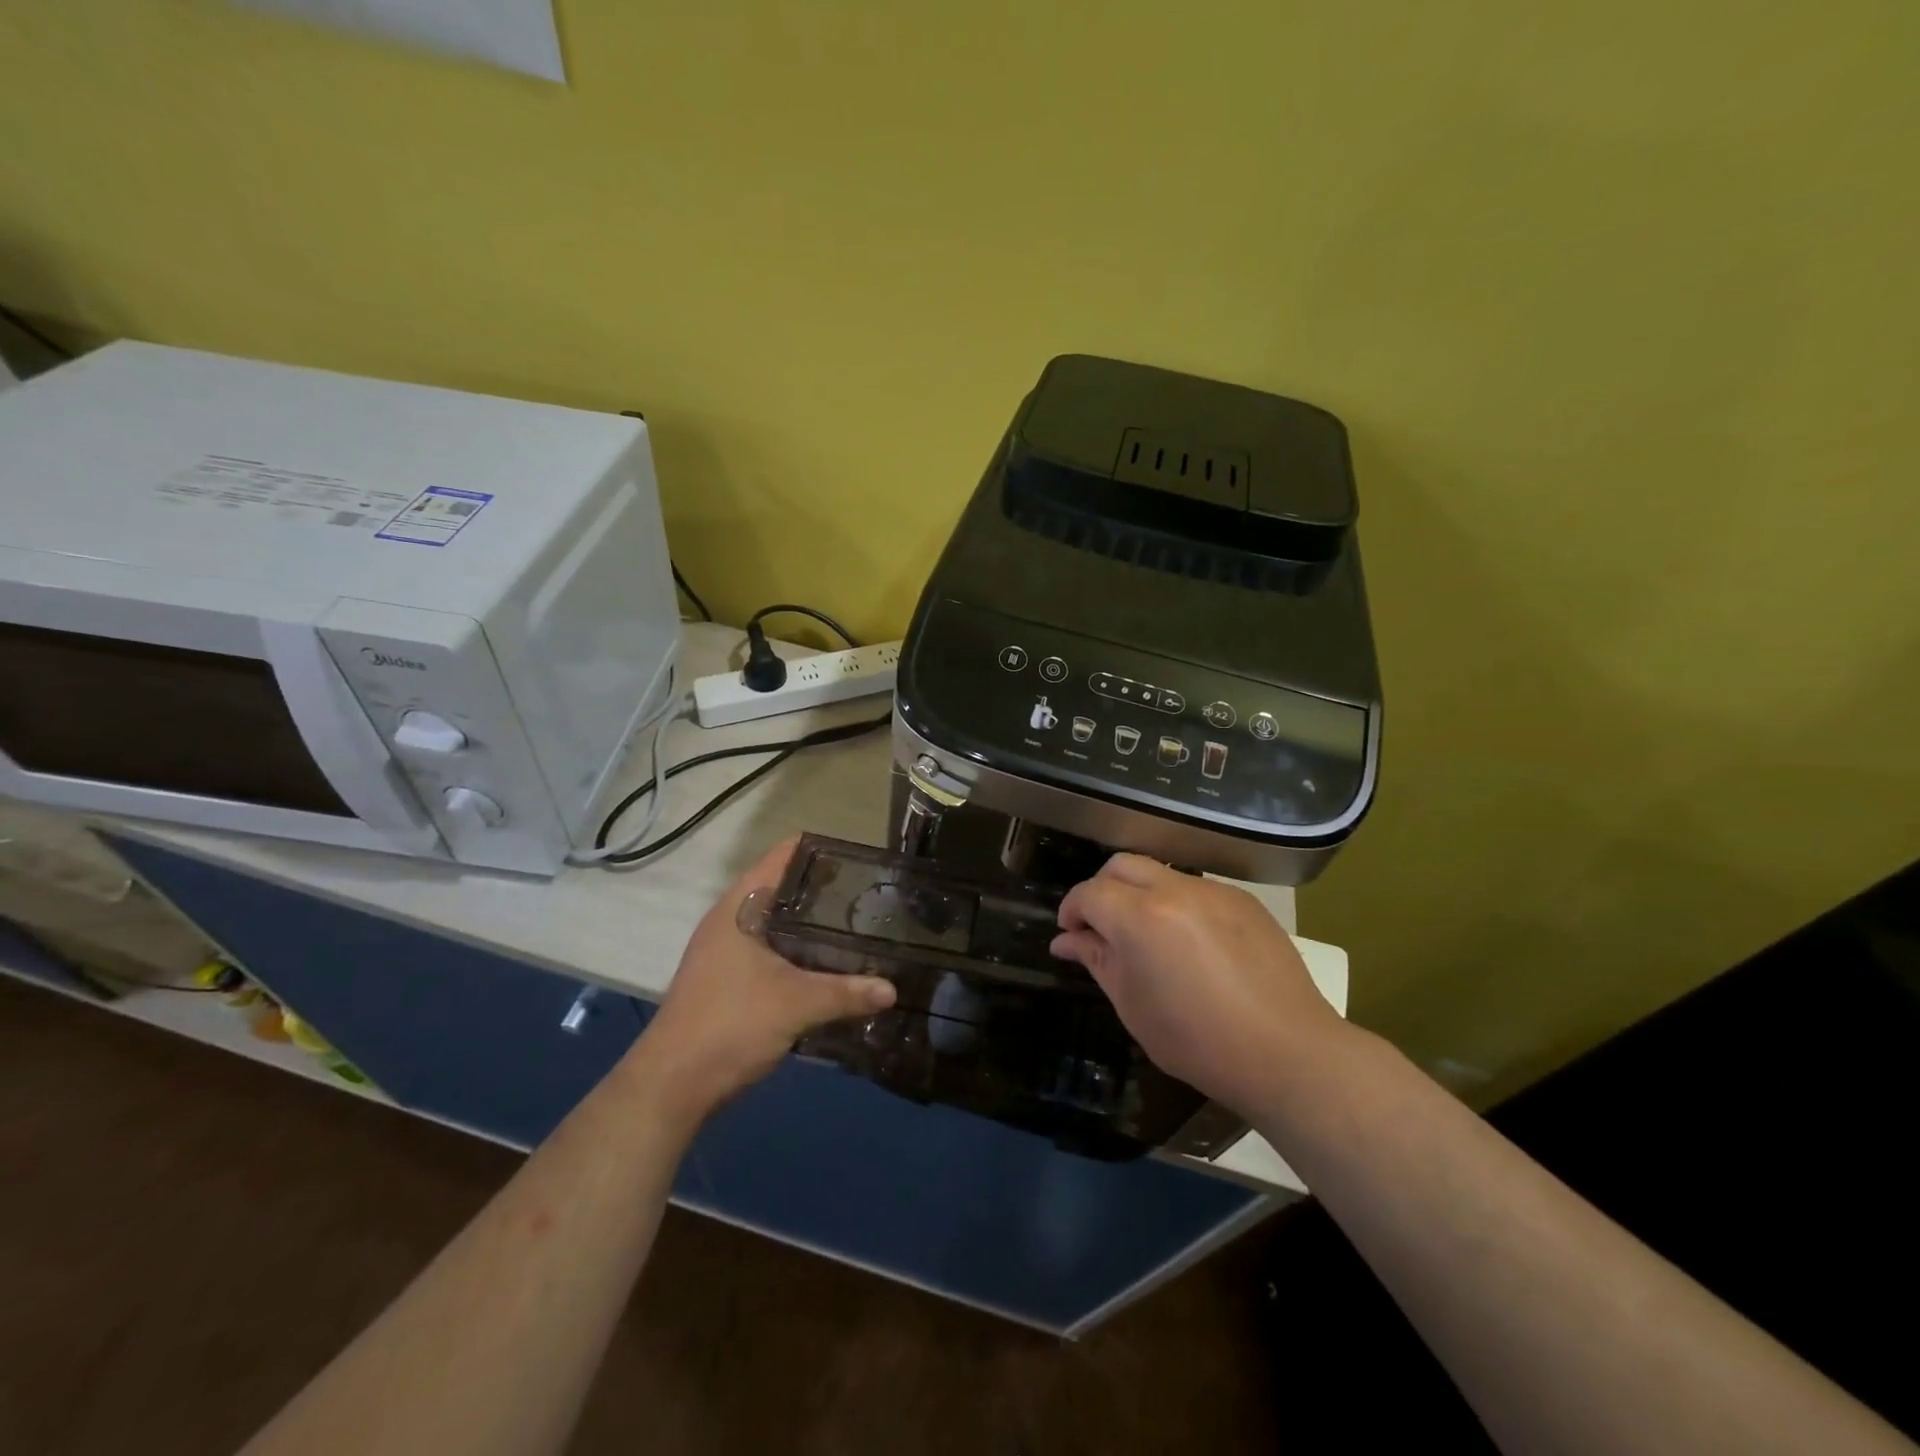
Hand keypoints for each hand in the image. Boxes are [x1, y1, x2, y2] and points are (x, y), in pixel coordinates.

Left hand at [641, 836, 895, 1117]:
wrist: (672, 1086)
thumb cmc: (730, 1026)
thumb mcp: (796, 1005)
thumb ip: (847, 993)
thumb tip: (892, 989)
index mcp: (739, 909)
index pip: (781, 857)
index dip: (818, 850)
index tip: (858, 858)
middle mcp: (730, 921)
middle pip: (782, 888)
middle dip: (823, 890)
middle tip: (868, 895)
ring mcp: (726, 952)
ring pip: (777, 923)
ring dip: (811, 925)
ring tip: (857, 926)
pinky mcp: (728, 980)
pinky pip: (772, 950)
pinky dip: (800, 951)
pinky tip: (829, 964)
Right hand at [1051, 854, 1351, 1116]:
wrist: (1288, 1052)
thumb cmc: (1199, 1041)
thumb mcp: (1133, 1006)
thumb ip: (1097, 961)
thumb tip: (1067, 940)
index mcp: (1141, 917)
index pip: (1089, 893)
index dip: (1072, 910)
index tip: (1071, 935)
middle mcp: (1175, 890)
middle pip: (1121, 865)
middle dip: (1102, 889)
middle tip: (1102, 927)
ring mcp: (1214, 891)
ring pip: (1161, 872)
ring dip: (1140, 893)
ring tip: (1148, 936)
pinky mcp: (1244, 900)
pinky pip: (1197, 888)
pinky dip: (1178, 903)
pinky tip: (1191, 943)